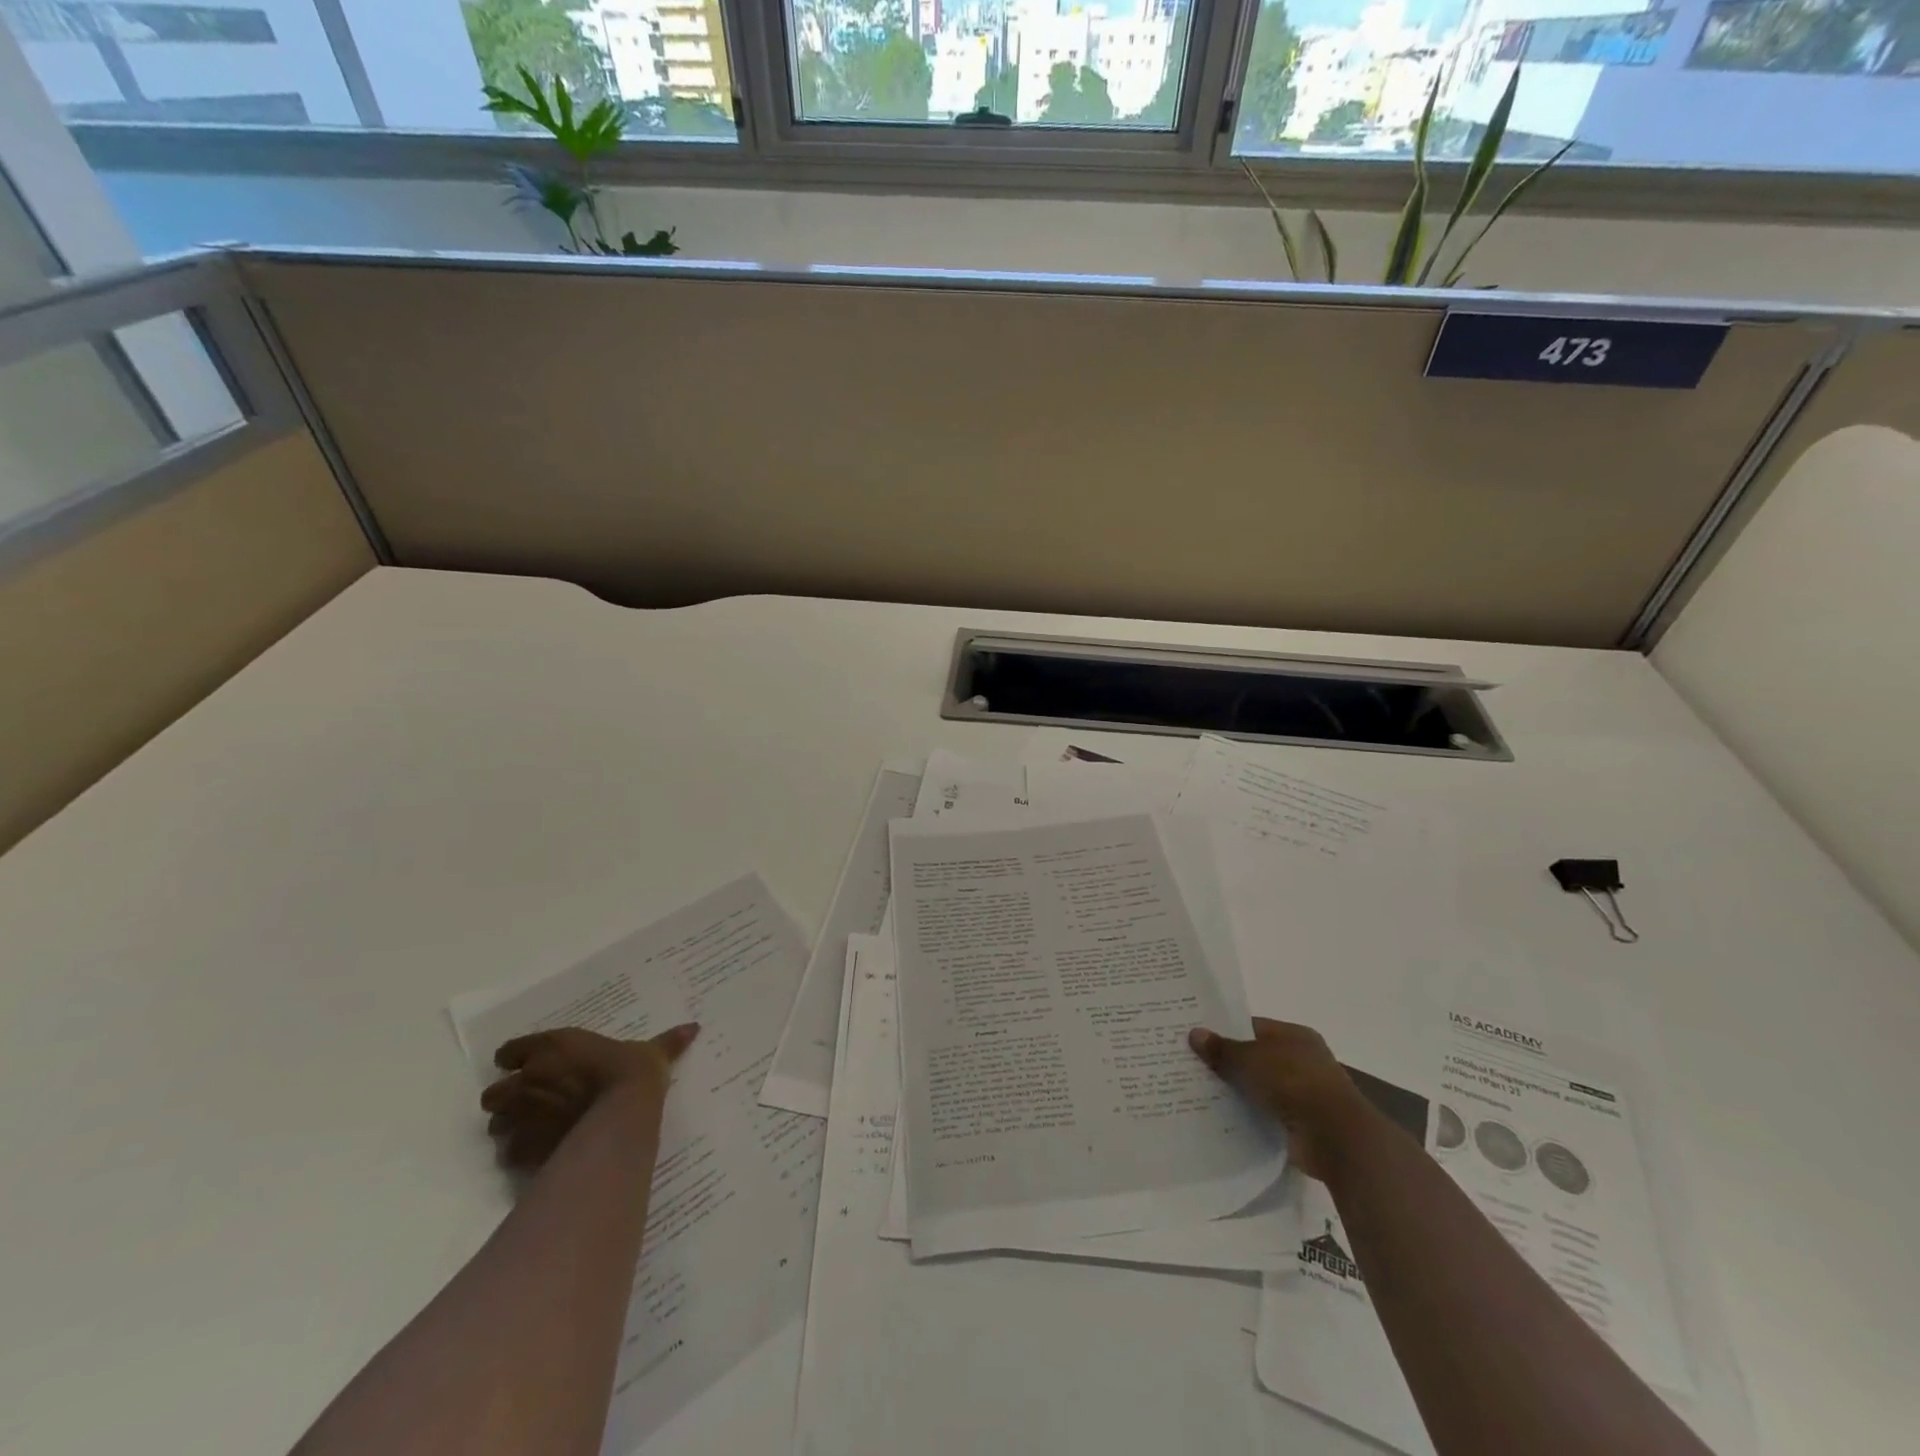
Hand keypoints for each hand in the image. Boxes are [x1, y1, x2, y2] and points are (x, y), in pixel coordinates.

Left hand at [481, 1024, 697, 1168]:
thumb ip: (667, 1042)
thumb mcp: (651, 1053)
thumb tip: (694, 1027)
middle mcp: (526, 1080)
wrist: (619, 1117)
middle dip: (508, 1098)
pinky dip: (518, 1153)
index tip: (533, 1064)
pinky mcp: (522, 1150)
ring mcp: (520, 1117)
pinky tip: (538, 1153)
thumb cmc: (631, 1074)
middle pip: (494, 1092)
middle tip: (533, 1101)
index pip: (511, 1051)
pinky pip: (508, 1153)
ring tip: (533, 1130)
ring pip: (495, 1125)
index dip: (519, 1058)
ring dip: (509, 1126)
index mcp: (551, 1048)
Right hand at [1188, 1017, 1375, 1181]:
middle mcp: (1301, 1061)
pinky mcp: (1300, 1124)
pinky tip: (1219, 1117)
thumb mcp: (1251, 1059)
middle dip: (1226, 1062)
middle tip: (1189, 1063)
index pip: (1253, 1026)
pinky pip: (1265, 1114)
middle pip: (1255, 1057)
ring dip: (1236, 1091)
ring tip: (1196, 1091)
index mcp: (1295, 1036)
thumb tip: (1194, 1034)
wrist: (1336, 1138)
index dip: (1224, 1030)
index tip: (1196, 1037)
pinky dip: (1247, 1115)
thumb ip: (1223, 1048)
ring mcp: (1303, 1094)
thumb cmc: (1295, 1083)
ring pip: (1259, 1087)